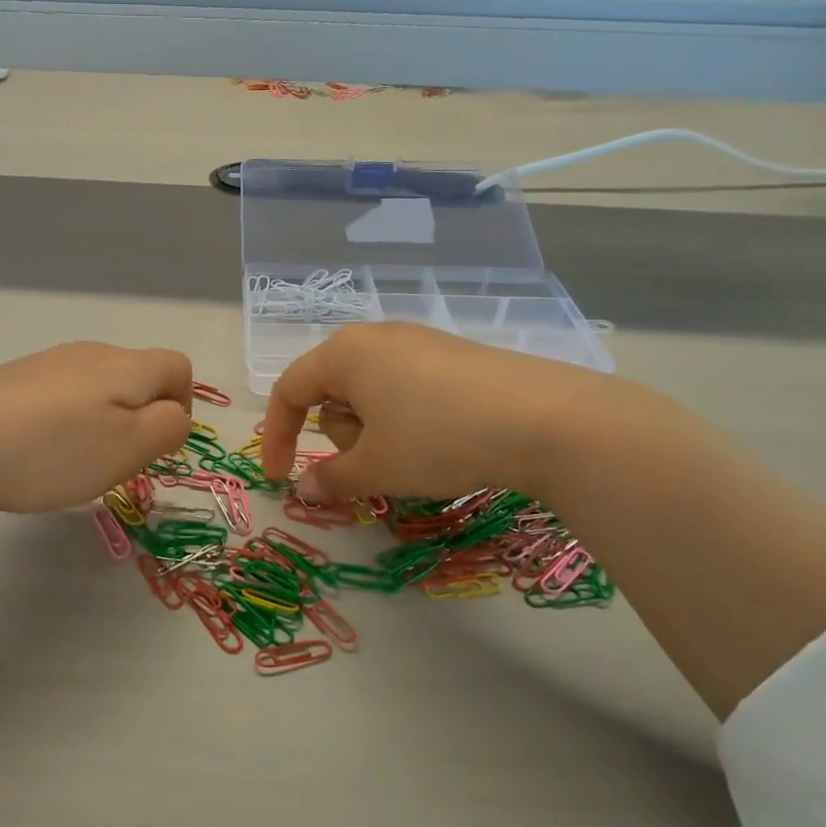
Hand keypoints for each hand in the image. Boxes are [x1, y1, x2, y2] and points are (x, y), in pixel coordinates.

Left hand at [0, 342, 193, 518]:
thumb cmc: (52, 450)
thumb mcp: (128, 448)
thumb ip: (167, 428)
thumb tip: (175, 414)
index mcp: (126, 365)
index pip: (178, 368)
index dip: (182, 407)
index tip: (157, 448)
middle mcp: (90, 354)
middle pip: (137, 378)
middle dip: (140, 420)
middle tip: (116, 463)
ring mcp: (46, 364)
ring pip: (97, 390)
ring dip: (101, 424)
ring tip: (72, 464)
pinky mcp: (11, 381)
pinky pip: (58, 399)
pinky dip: (63, 426)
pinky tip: (35, 454)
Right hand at [260, 323, 642, 502]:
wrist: (546, 420)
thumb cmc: (438, 439)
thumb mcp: (376, 468)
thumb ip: (331, 479)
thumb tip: (306, 489)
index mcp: (345, 354)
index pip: (289, 390)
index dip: (278, 437)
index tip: (283, 478)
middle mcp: (377, 337)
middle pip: (331, 391)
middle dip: (341, 436)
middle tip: (373, 465)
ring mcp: (420, 342)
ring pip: (370, 392)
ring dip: (374, 431)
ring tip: (413, 455)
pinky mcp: (455, 356)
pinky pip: (407, 388)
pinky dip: (405, 420)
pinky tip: (442, 441)